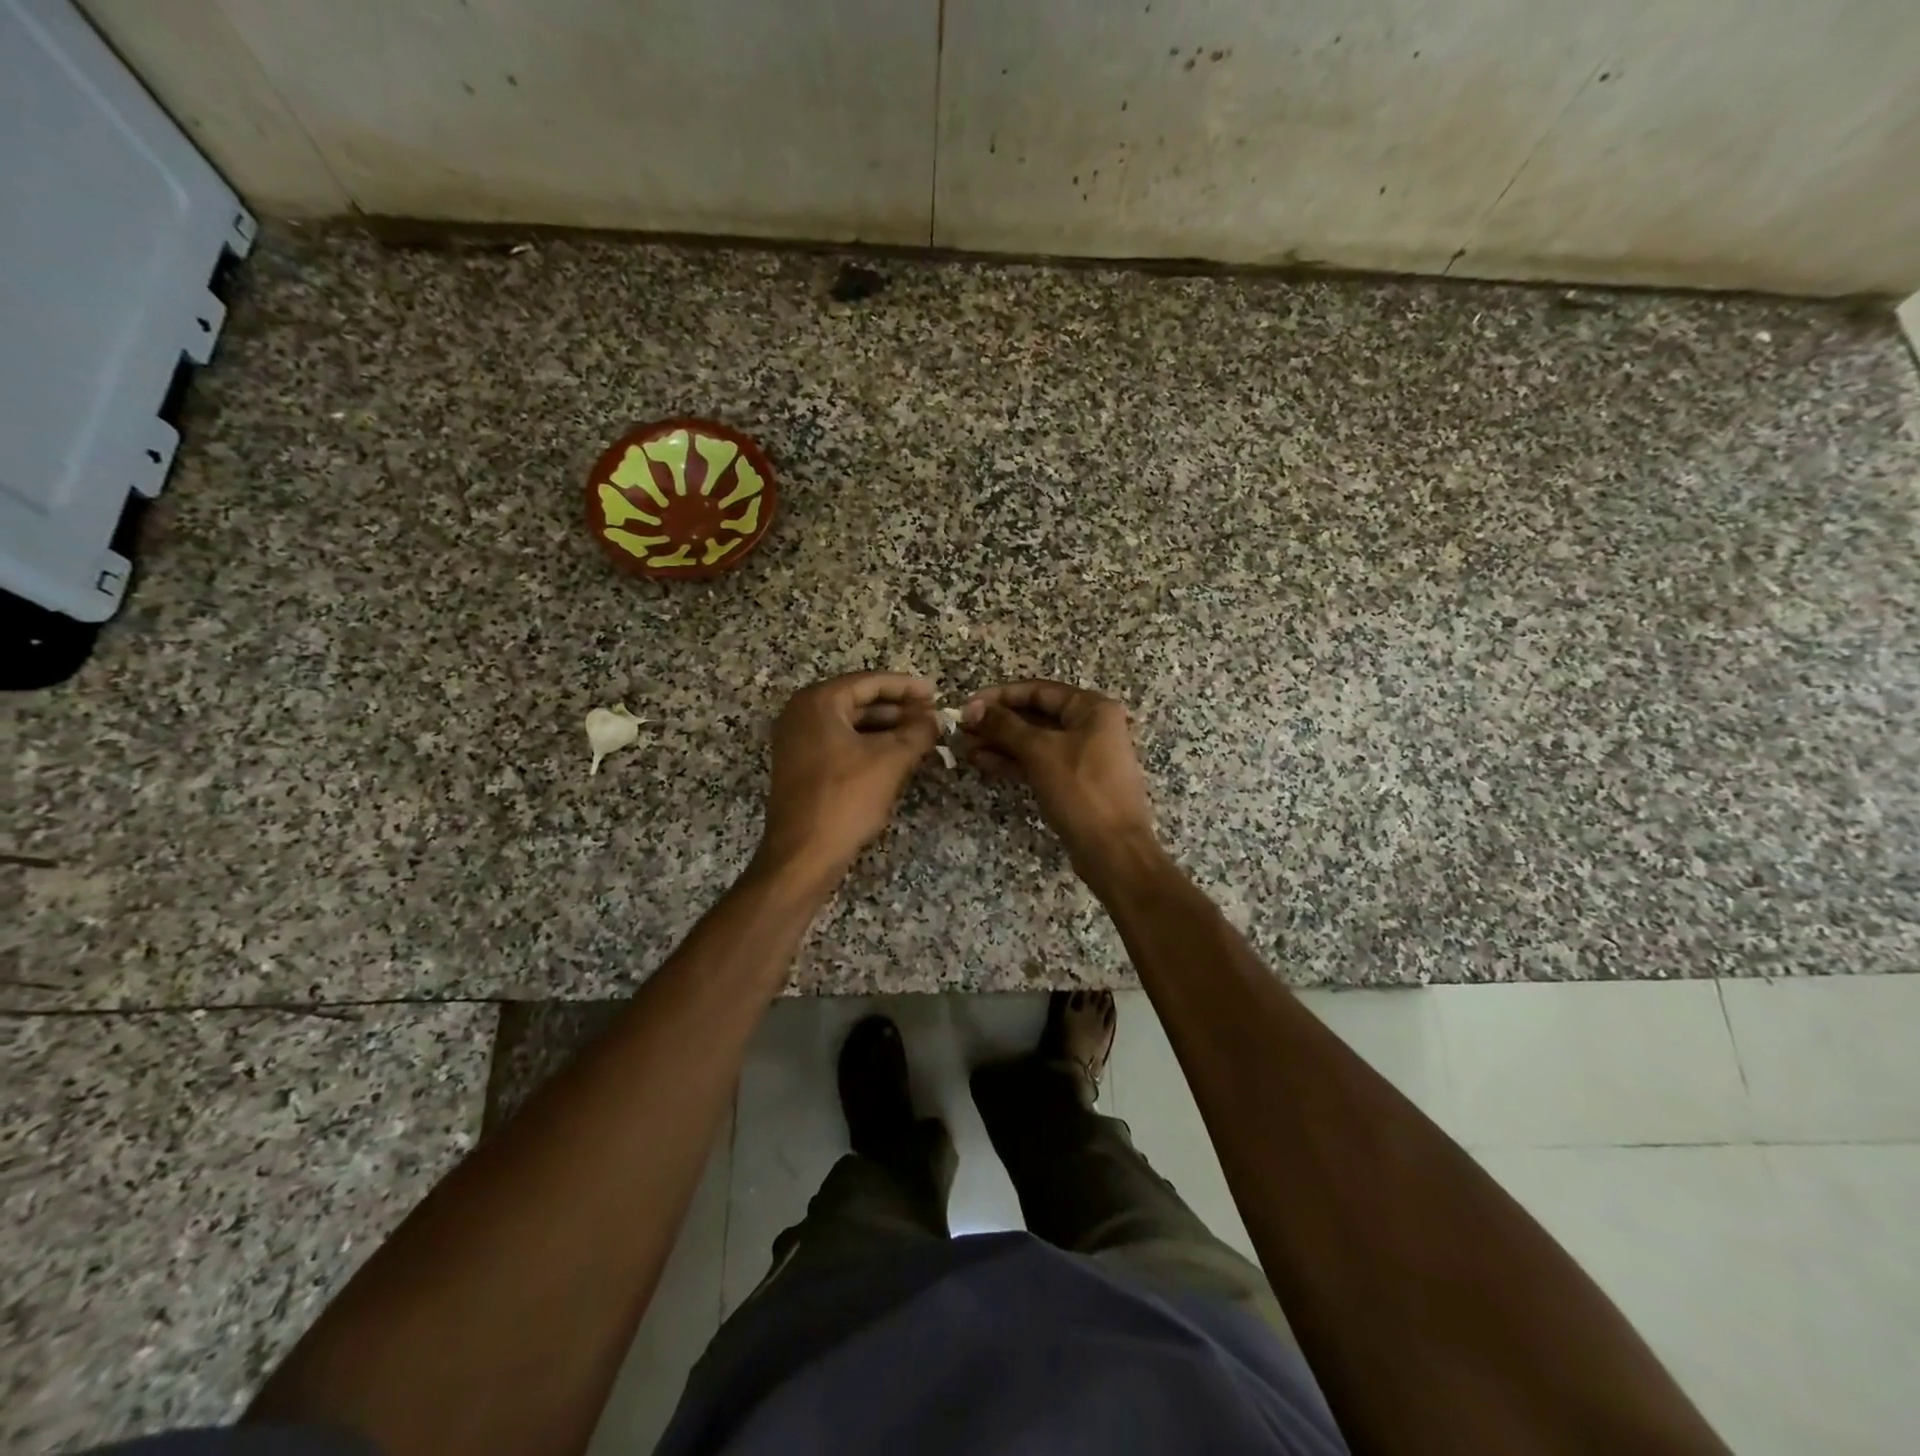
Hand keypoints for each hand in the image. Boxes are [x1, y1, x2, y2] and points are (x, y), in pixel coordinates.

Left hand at [755, 672, 938, 890]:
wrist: (803, 854)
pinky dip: (868, 745)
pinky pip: (840, 743)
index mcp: (818, 702)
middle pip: (858, 701)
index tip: (935, 693)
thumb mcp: (890, 761)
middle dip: (898, 709)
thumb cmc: (845, 799)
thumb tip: (936, 718)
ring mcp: (797, 741)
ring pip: (850, 724)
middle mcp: (801, 714)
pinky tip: (897, 755)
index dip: (906, 687)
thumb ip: (918, 732)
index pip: (869, 682)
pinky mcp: (800, 766)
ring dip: (886, 728)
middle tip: (932, 716)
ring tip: (921, 736)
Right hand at [961, 681, 1159, 879]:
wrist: (1113, 850)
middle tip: (962, 729)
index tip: (967, 705)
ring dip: (1000, 742)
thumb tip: (972, 708)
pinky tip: (983, 762)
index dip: (1000, 696)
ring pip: (1034, 741)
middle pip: (1036, 715)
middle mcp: (1090, 726)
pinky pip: (1039, 763)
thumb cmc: (1081, 790)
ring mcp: (1082, 756)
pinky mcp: (1073, 782)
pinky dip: (1013, 761)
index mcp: (1092, 709)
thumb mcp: (1040, 751)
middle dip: (998, 722)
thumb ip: (1004, 726)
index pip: (1038, 690)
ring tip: (965, 747)